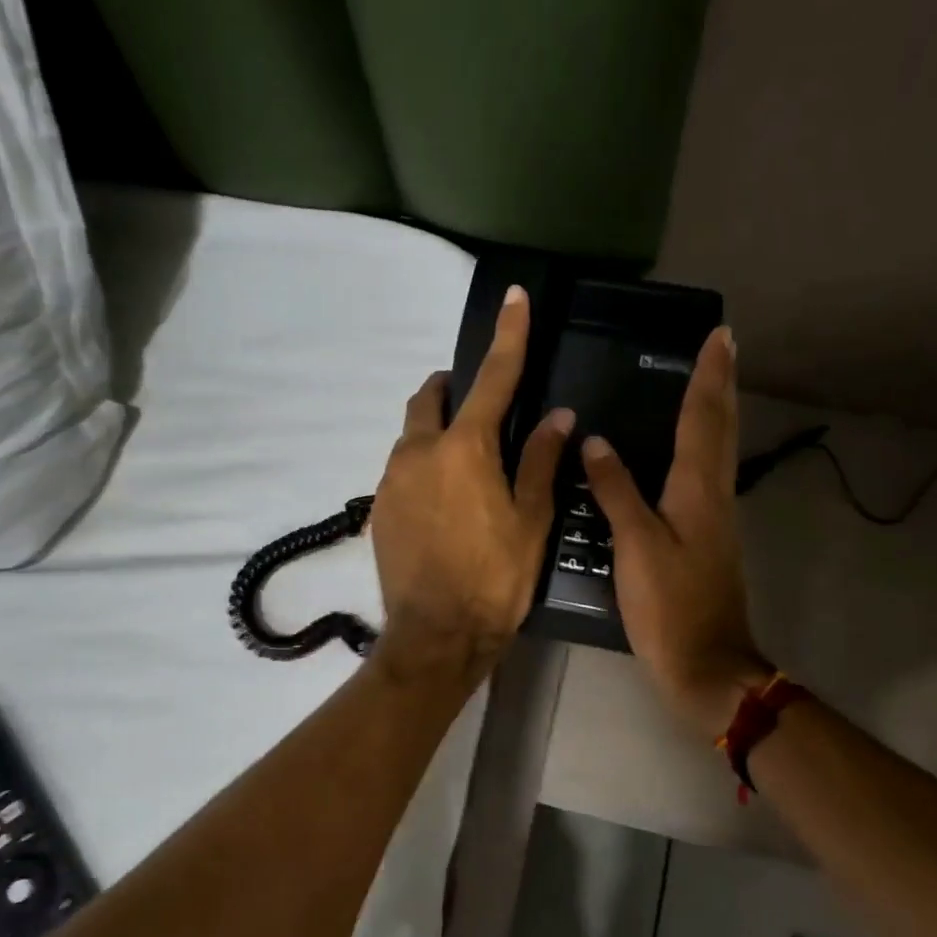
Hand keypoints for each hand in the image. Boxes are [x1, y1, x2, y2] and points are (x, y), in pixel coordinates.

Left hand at [370, 286, 573, 683]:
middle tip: (482, 411)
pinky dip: (424, 470)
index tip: (514, 298)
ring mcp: (392, 481)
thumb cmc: (495, 579)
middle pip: (431, 398)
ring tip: (466, 471)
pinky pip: (402, 472)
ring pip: (412, 436)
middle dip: (454, 390)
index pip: (493, 378)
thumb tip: (558, 417)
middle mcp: (419, 452)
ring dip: (437, 434)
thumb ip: (542, 462)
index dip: (508, 336)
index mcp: (465, 448)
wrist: (436, 638)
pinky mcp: (378, 509)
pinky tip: (444, 508)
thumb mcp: (531, 521)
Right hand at [582, 326, 772, 736]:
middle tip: (723, 346)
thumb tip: (597, 442)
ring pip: (719, 450)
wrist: (706, 665)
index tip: (720, 336)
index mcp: (698, 490)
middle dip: (721, 384)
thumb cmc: (670, 606)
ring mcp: (716, 518)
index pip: (704, 419)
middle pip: (721, 428)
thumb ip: (618, 491)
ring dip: (716, 411)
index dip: (709, 376)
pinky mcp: (708, 538)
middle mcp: (714, 495)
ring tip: (705, 382)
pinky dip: (702, 446)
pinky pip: (707, 475)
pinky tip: (684, 450)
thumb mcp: (637, 546)